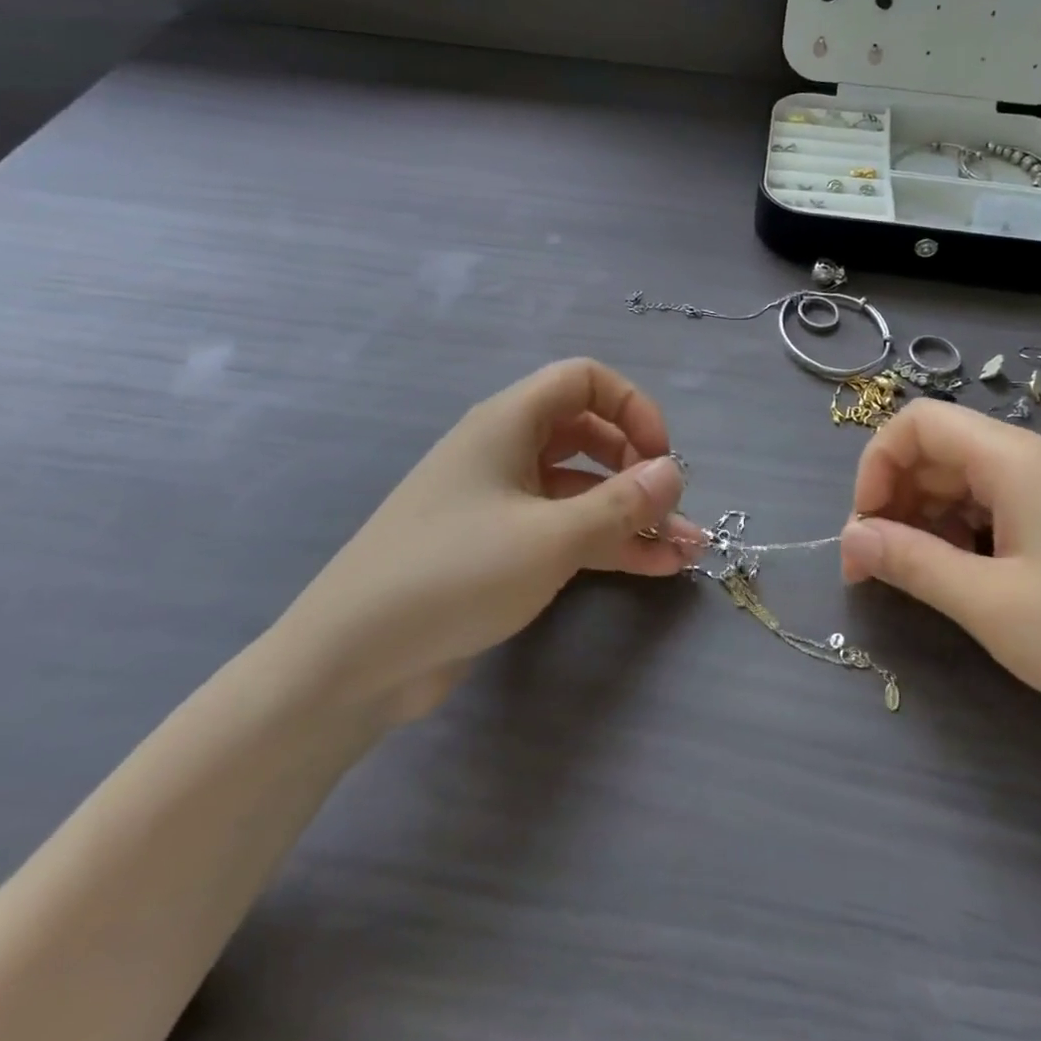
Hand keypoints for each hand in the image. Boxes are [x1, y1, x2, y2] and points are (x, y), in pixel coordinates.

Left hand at [278, 358, 704, 711]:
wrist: (353, 660)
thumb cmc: (454, 574)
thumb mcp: (550, 536)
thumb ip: (621, 502)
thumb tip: (674, 472)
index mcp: (508, 423)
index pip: (583, 380)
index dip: (631, 406)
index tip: (660, 456)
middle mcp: (505, 452)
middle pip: (588, 434)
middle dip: (638, 466)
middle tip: (670, 507)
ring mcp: (501, 503)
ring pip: (582, 490)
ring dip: (633, 514)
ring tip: (687, 549)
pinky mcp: (499, 550)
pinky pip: (565, 531)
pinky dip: (608, 543)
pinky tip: (656, 568)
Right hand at [839, 401, 1040, 754]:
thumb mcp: (990, 604)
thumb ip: (911, 562)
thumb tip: (850, 536)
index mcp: (1012, 460)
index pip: (917, 423)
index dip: (876, 466)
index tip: (865, 528)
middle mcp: (1030, 460)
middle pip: (936, 450)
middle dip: (893, 497)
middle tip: (875, 565)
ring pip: (961, 480)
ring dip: (922, 518)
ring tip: (913, 576)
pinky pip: (992, 506)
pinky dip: (958, 532)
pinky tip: (960, 577)